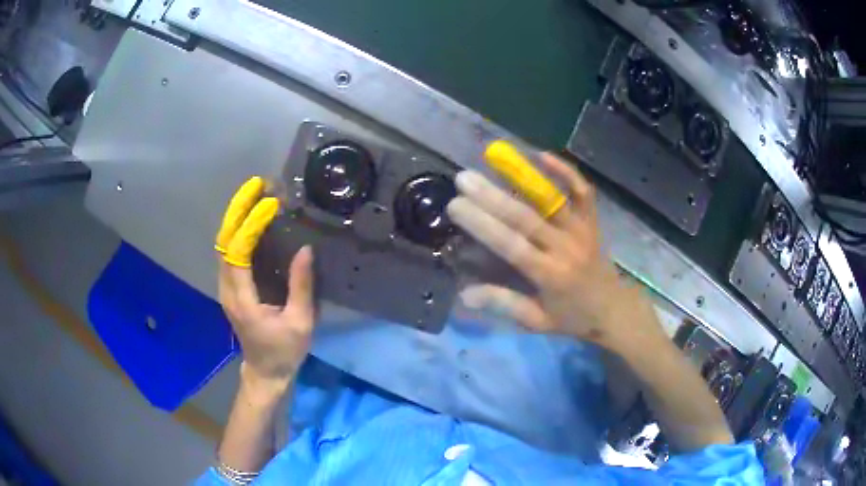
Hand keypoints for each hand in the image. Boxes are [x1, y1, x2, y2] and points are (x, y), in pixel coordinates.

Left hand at [216, 177, 316, 385]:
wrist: (265, 372)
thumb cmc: (284, 351)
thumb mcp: (300, 323)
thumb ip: (301, 287)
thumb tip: (305, 250)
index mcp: (242, 299)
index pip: (238, 252)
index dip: (251, 225)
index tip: (270, 205)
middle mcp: (227, 289)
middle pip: (224, 240)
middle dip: (237, 209)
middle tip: (257, 185)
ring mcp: (225, 287)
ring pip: (223, 243)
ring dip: (236, 216)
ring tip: (255, 194)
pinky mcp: (230, 287)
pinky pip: (229, 250)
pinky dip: (237, 229)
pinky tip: (251, 218)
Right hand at [447, 153, 660, 349]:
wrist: (614, 309)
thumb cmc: (573, 317)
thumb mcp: (536, 321)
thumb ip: (503, 304)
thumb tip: (464, 294)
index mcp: (550, 275)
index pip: (511, 245)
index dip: (483, 225)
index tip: (456, 205)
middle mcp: (565, 248)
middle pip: (526, 218)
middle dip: (491, 197)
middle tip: (464, 178)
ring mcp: (581, 230)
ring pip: (550, 199)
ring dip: (522, 177)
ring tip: (495, 157)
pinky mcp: (592, 221)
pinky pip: (582, 191)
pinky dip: (566, 171)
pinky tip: (542, 155)